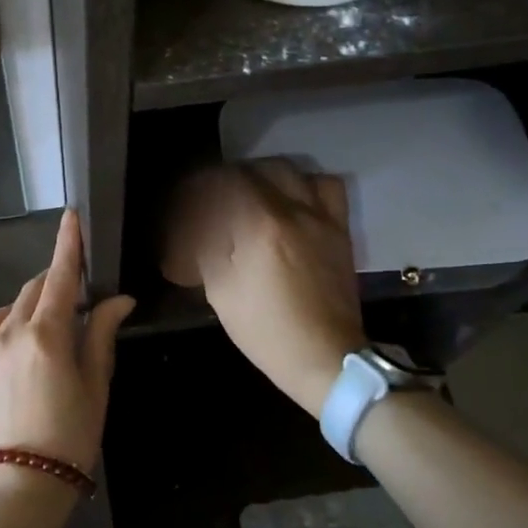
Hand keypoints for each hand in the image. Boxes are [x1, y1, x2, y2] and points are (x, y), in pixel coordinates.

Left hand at [0, 210, 136, 496]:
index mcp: (48, 335)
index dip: (68, 243)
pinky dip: (10, 316)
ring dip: (38, 299)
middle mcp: (12, 331)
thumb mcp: (95, 384)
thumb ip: (102, 334)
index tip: (72, 216)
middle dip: (60, 279)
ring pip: (16, 304)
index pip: (62, 276)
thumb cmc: (71, 435)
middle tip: (83, 294)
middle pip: (39, 287)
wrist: (21, 484)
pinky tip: (22, 328)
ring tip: (57, 319)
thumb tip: (120, 299)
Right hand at [161, 162, 365, 417]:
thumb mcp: (221, 291)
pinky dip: (304, 184)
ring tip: (252, 193)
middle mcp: (293, 210)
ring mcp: (321, 217)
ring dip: (265, 174)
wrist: (326, 358)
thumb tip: (194, 224)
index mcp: (259, 226)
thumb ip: (206, 246)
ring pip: (291, 170)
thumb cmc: (266, 330)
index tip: (187, 199)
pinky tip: (291, 201)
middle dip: (230, 178)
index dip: (200, 186)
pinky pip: (326, 186)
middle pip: (256, 169)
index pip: (223, 183)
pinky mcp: (340, 229)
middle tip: (214, 197)